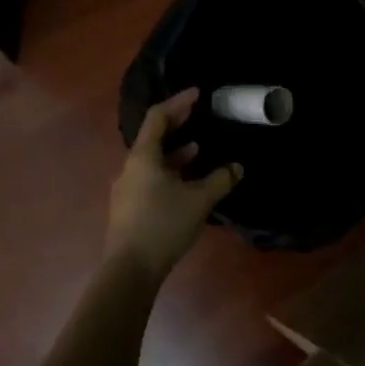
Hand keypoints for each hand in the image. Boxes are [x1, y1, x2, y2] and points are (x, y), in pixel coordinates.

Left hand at [106, 88, 241, 280]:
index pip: (158, 117)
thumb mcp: (199, 201)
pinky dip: (168, 170)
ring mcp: (127, 188)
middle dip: (176, 124)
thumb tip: (237, 167)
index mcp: (143, 156)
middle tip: (197, 115)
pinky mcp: (129, 208)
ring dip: (173, 151)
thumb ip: (220, 180)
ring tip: (197, 149)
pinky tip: (185, 182)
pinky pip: (150, 177)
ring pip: (151, 159)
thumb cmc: (163, 225)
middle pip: (152, 136)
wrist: (129, 271)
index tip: (197, 94)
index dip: (178, 103)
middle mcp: (131, 167)